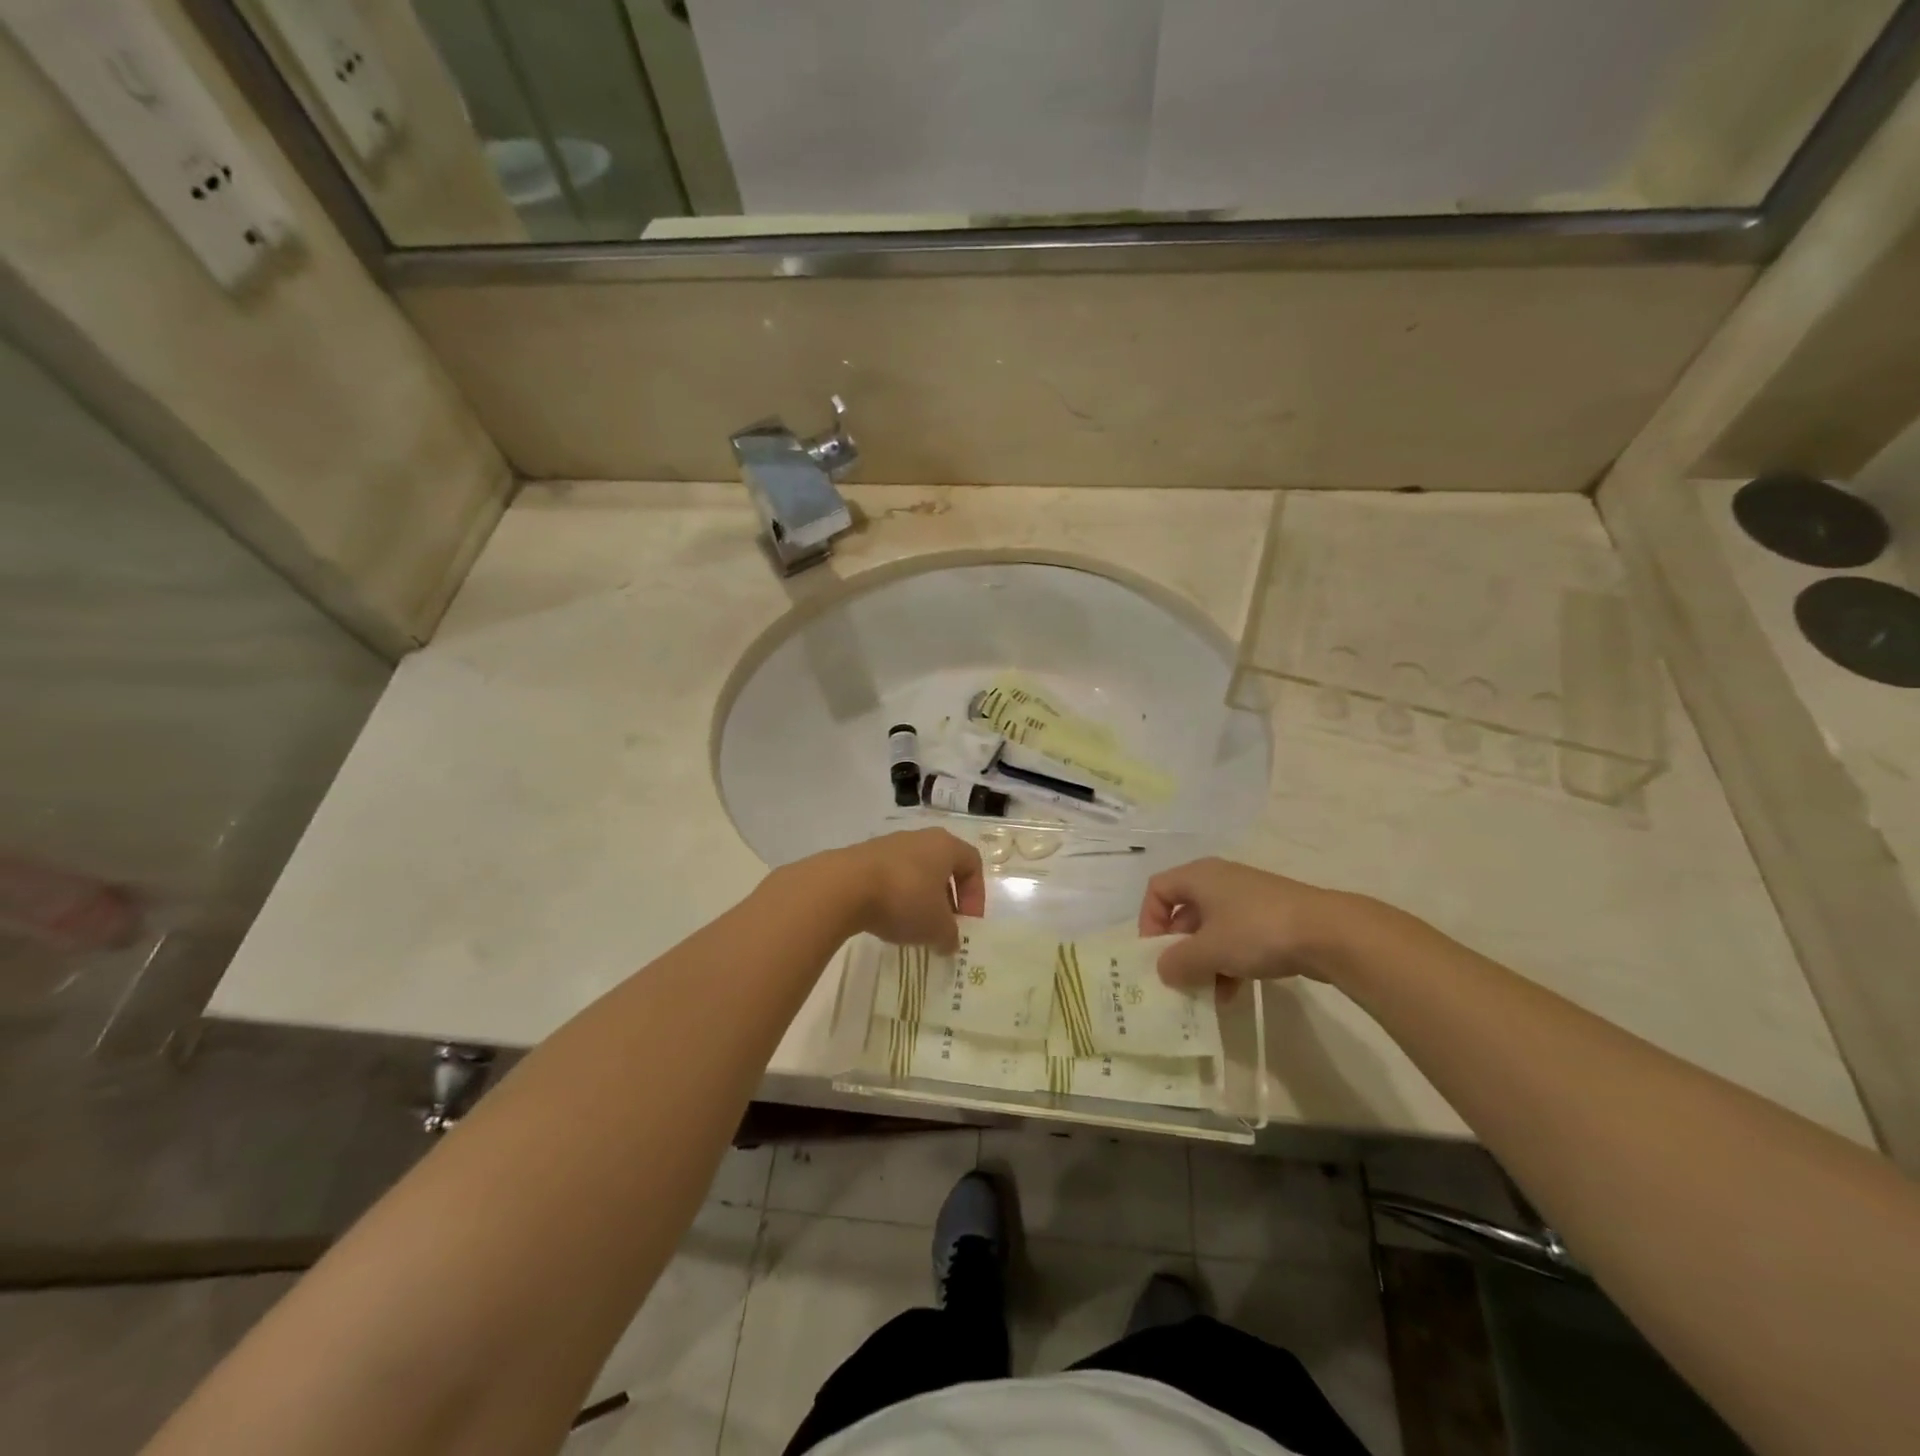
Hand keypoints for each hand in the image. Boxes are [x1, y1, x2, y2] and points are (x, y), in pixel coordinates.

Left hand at [829, 828, 985, 952]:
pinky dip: (894, 896)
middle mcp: (920, 838)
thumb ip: (950, 936)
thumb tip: (949, 942)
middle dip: (947, 898)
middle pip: (943, 866)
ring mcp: (889, 844)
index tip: (967, 922)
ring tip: (912, 926)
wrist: (844, 886)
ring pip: (915, 871)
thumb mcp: (936, 927)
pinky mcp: (863, 856)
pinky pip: (889, 876)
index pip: (973, 863)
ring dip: (919, 898)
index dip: (976, 894)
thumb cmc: (904, 899)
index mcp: (945, 846)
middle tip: (943, 925)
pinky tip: (886, 918)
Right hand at [1138, 857, 1359, 990]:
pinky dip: (1229, 962)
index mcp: (1199, 877)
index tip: (1155, 954)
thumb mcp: (1209, 951)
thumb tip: (1163, 970)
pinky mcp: (1271, 918)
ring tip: (1208, 994)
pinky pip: (1237, 938)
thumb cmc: (1256, 931)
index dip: (1148, 921)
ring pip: (1212, 930)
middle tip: (1180, 979)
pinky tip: (1233, 993)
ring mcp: (1248, 899)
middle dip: (1179, 949)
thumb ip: (1178, 962)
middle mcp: (1219, 881)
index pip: (1157, 890)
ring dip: (1204, 962)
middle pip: (1184, 912)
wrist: (1329, 932)